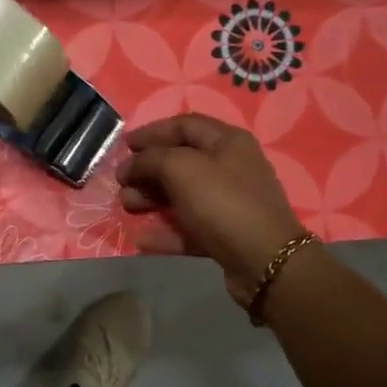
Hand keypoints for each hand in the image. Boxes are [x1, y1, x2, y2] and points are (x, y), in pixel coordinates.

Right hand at [118, 114, 305, 304]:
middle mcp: (231, 168)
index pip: (184, 125)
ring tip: (126, 206)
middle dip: (147, 169)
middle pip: (181, 161)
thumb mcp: (181, 168)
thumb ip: (150, 160)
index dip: (152, 132)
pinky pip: (189, 228)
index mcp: (227, 142)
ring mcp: (229, 203)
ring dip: (151, 198)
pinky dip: (165, 231)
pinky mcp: (225, 235)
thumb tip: (129, 166)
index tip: (124, 145)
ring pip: (182, 195)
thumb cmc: (222, 202)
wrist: (265, 261)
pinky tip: (141, 238)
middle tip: (122, 182)